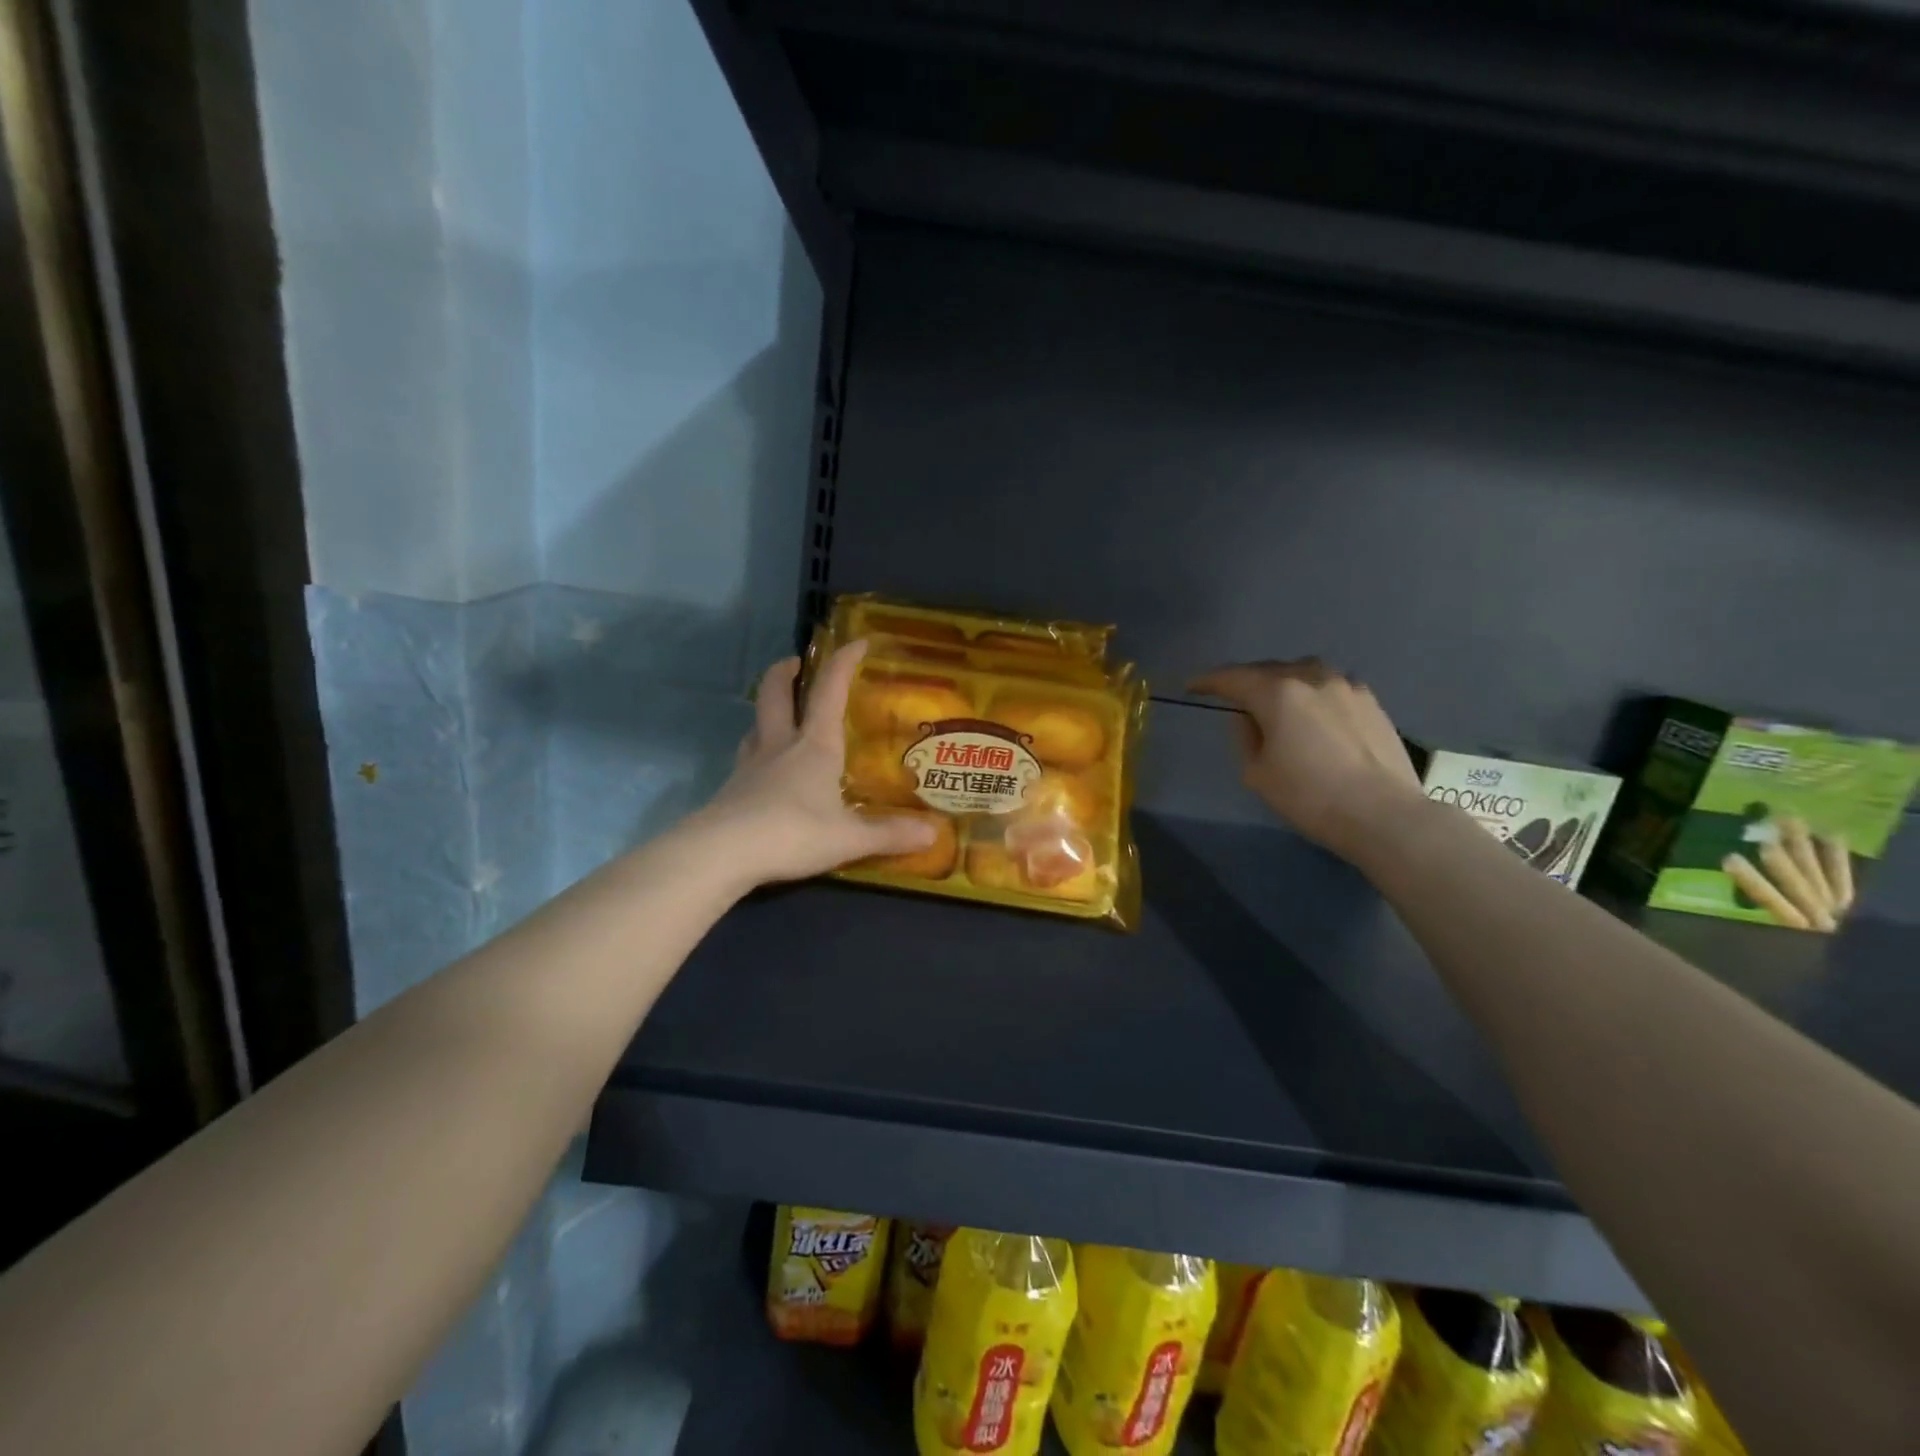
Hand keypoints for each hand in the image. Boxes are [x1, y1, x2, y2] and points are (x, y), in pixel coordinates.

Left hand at [694, 641, 936, 887]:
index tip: (857, 642)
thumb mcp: (849, 837)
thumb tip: (935, 833)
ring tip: (781, 717)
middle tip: (796, 664)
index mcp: (815, 745)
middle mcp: (780, 745)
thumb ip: (890, 834)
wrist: (723, 853)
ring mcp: (750, 766)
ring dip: (768, 712)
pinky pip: (746, 759)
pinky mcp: (731, 790)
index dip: (843, 662)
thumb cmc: (793, 833)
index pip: (830, 690)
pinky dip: (758, 753)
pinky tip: (766, 772)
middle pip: (774, 693)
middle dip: (785, 672)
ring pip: (755, 725)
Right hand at [1188, 658, 1422, 858]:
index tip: (1192, 686)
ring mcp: (1346, 686)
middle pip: (1268, 669)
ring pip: (1303, 672)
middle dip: (1246, 679)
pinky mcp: (1371, 701)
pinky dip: (1312, 692)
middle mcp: (1312, 677)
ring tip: (1275, 699)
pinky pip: (1330, 686)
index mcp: (1277, 692)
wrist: (1384, 814)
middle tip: (1232, 695)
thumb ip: (1246, 736)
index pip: (1233, 677)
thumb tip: (1249, 717)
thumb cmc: (1310, 796)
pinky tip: (1313, 712)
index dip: (1208, 681)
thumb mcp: (1257, 773)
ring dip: (1282, 681)